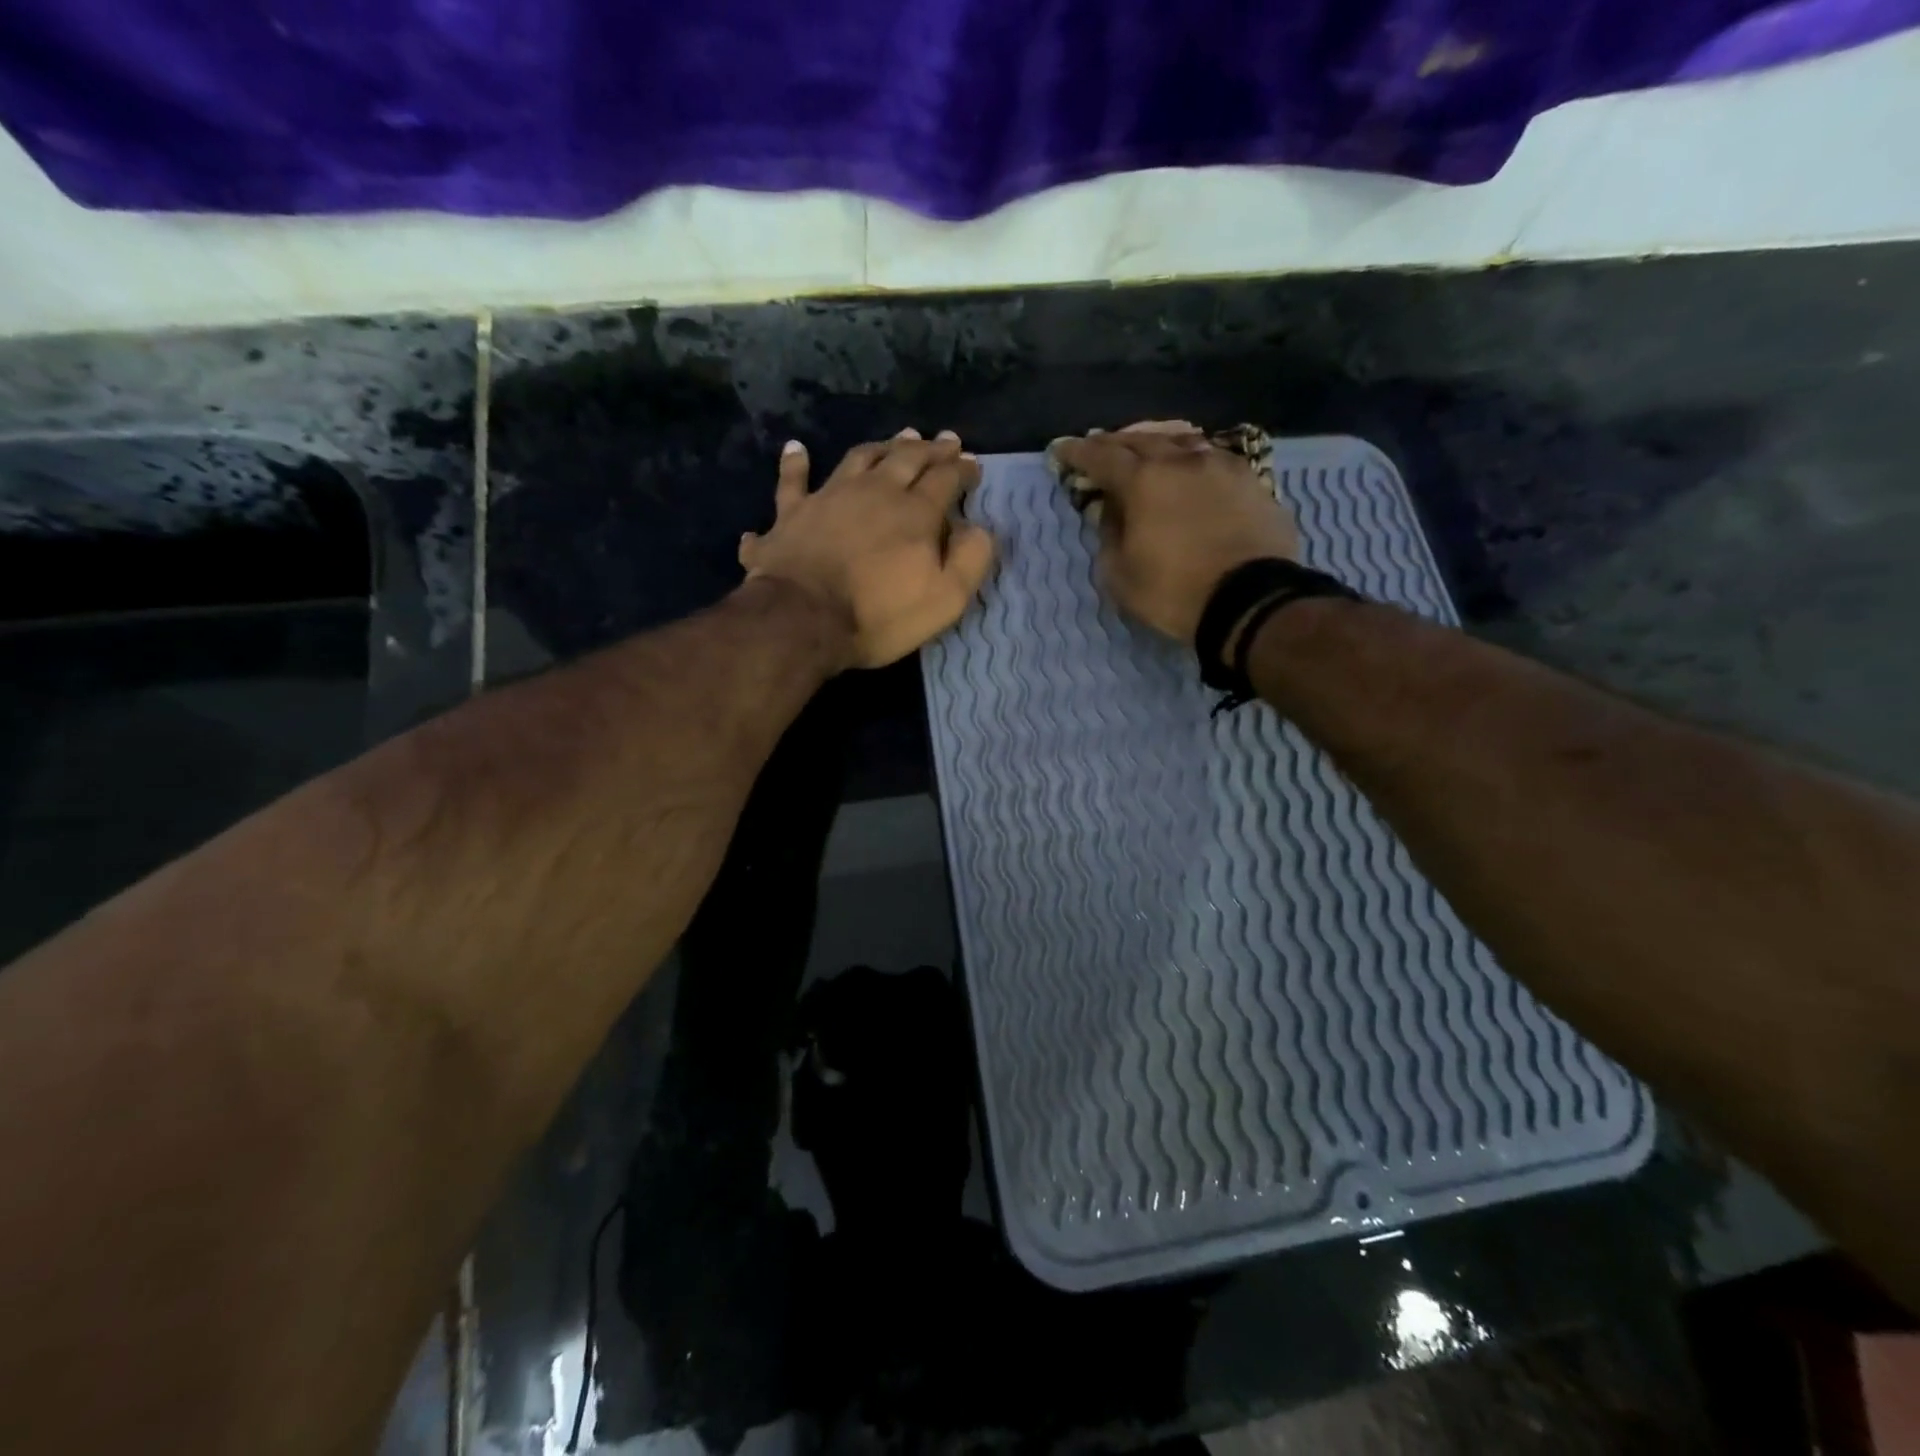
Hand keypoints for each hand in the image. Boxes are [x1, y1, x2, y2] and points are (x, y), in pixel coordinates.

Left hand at [739, 430, 995, 669]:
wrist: (802, 619)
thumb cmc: (879, 615)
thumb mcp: (944, 600)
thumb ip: (970, 560)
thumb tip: (978, 529)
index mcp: (915, 512)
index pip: (946, 479)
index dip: (963, 469)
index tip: (973, 463)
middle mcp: (875, 491)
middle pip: (907, 458)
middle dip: (930, 448)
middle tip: (945, 440)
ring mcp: (829, 497)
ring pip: (859, 458)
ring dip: (881, 446)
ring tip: (896, 438)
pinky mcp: (792, 513)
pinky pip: (792, 481)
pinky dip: (795, 463)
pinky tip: (795, 449)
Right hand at [1048, 422, 1299, 644]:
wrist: (1251, 601)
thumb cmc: (1175, 592)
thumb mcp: (1121, 575)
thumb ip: (1109, 535)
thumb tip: (1112, 510)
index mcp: (1143, 481)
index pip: (1101, 456)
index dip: (1078, 452)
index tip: (1061, 449)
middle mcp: (1182, 460)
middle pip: (1141, 439)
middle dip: (1115, 442)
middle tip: (1099, 446)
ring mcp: (1221, 465)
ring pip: (1181, 440)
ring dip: (1155, 442)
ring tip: (1145, 448)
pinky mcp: (1250, 480)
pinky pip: (1211, 456)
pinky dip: (1190, 457)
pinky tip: (1189, 466)